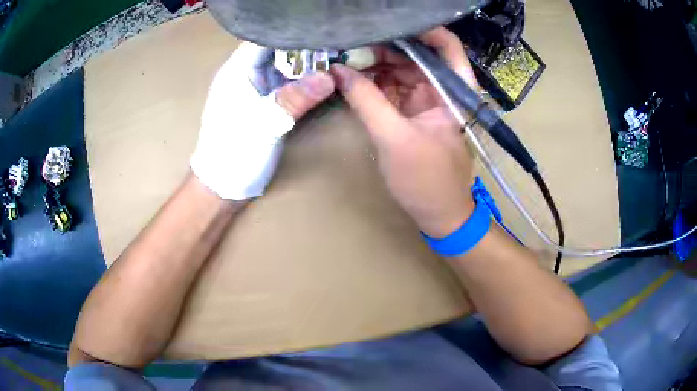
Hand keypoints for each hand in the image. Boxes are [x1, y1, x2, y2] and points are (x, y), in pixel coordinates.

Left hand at [191, 42, 334, 200]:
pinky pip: (288, 85)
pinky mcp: (266, 104)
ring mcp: (257, 89)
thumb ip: (295, 98)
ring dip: (309, 64)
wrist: (223, 186)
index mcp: (237, 71)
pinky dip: (305, 82)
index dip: (292, 31)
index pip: (265, 38)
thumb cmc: (233, 152)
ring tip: (338, 55)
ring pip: (285, 67)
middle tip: (338, 41)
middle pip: (278, 50)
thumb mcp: (264, 124)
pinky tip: (325, 79)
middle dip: (306, 46)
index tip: (322, 28)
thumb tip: (330, 77)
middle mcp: (247, 74)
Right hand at [330, 28, 479, 237]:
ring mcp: (425, 99)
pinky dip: (372, 81)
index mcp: (452, 91)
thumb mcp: (394, 138)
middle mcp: (441, 88)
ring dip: (374, 63)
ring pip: (400, 68)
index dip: (422, 29)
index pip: (446, 45)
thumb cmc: (425, 180)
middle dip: (385, 46)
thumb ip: (366, 100)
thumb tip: (338, 70)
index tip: (386, 25)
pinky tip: (352, 76)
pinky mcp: (410, 111)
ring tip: (345, 59)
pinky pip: (391, 87)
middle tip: (350, 46)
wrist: (438, 213)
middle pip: (416, 53)